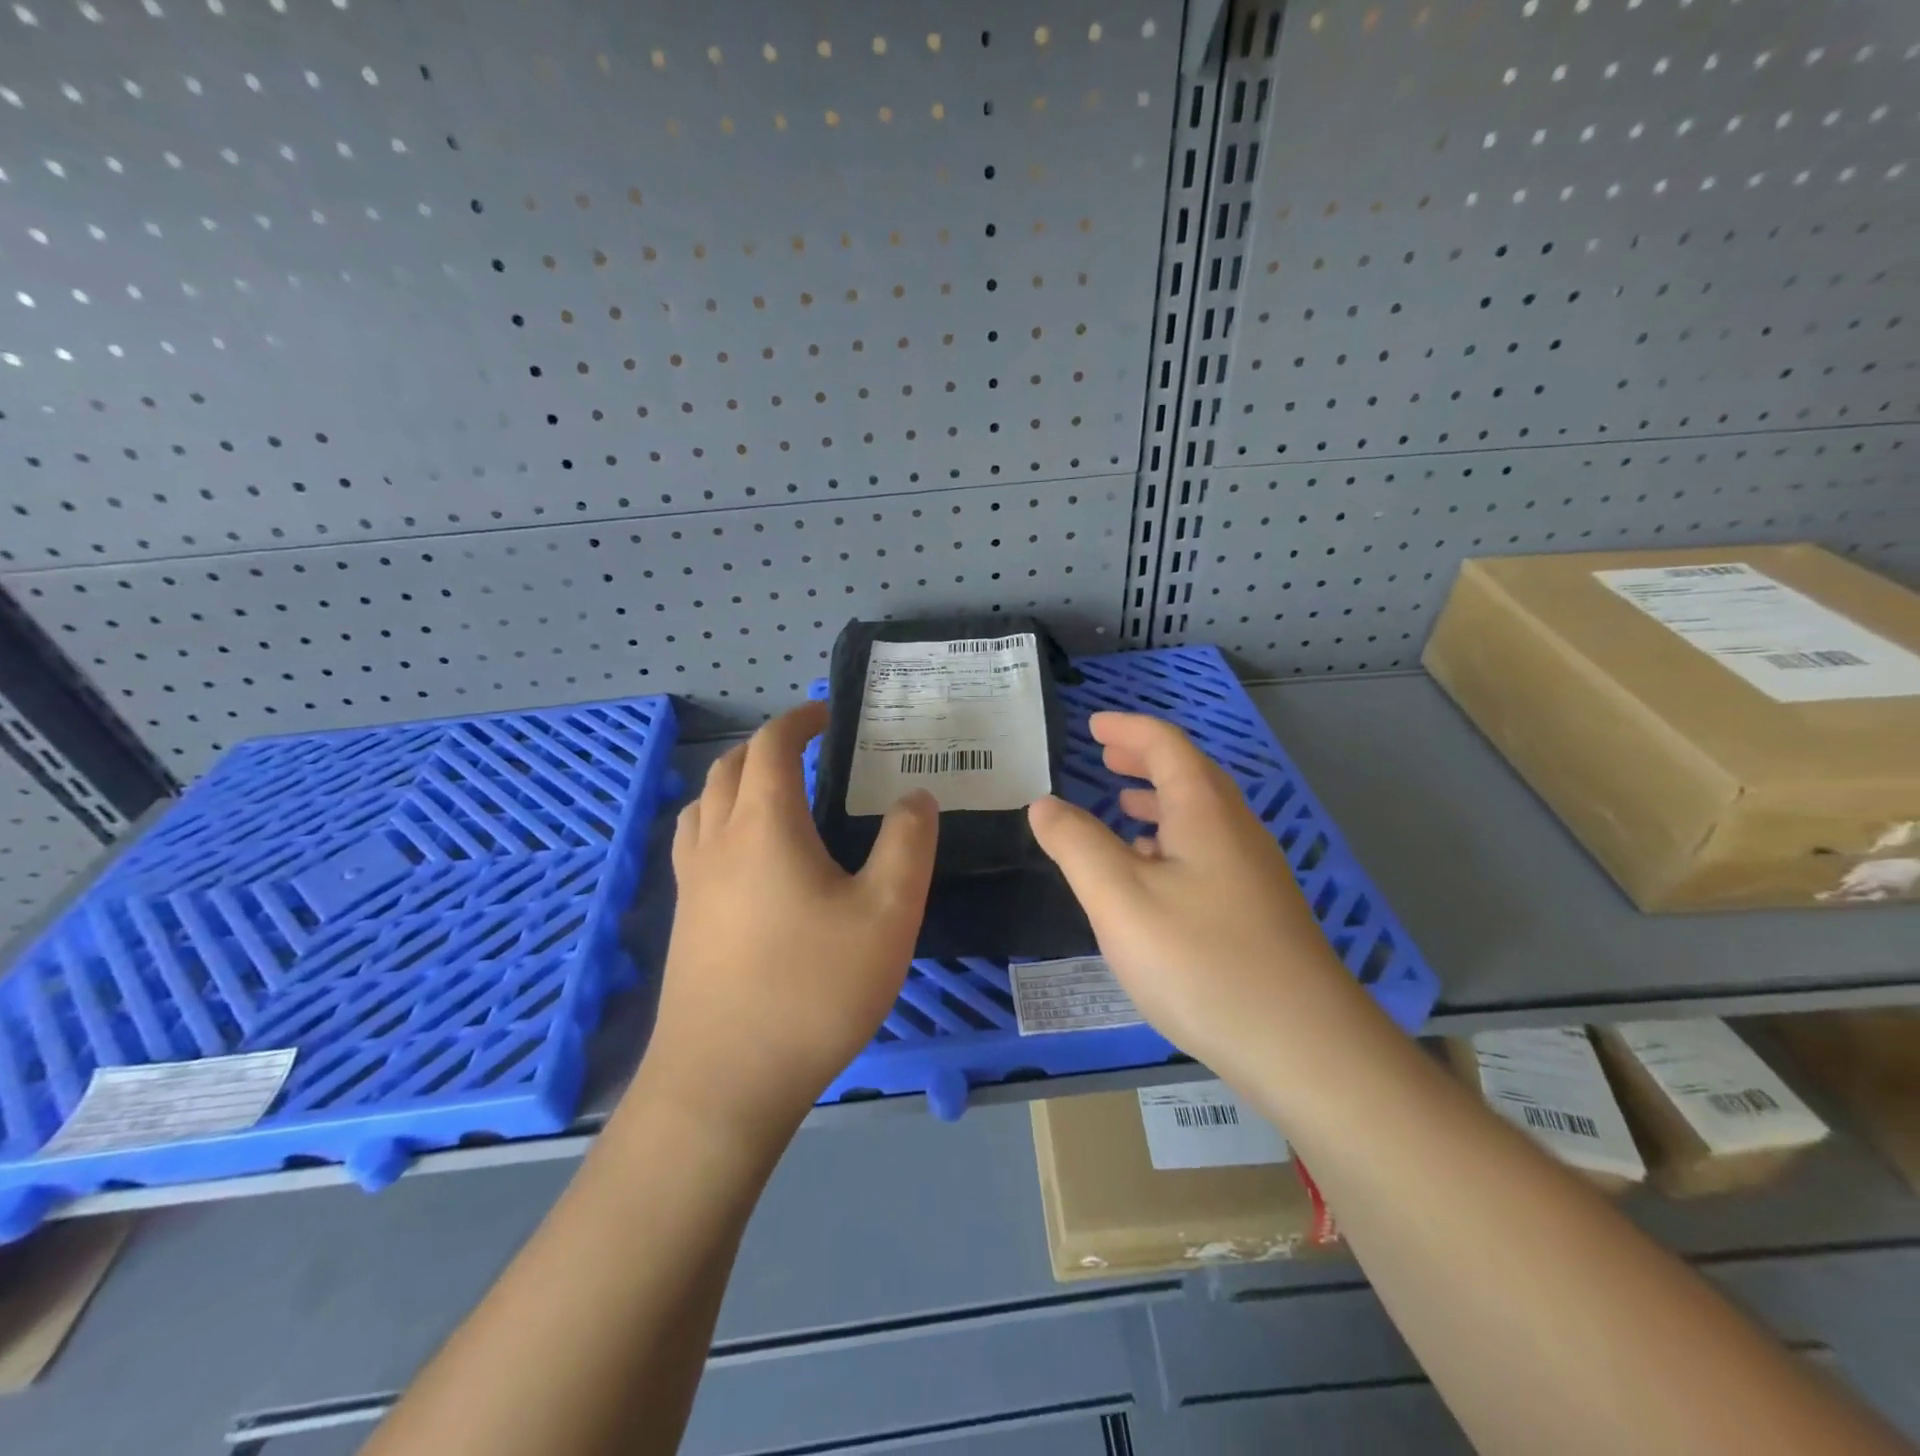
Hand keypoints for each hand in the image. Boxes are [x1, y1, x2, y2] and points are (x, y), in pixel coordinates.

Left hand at [634, 703, 938, 1143]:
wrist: (725, 1082)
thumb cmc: (813, 989)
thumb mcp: (888, 913)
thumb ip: (908, 844)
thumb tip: (916, 797)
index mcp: (764, 825)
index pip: (771, 746)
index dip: (799, 720)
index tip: (828, 715)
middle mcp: (718, 841)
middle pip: (730, 768)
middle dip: (767, 747)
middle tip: (809, 752)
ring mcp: (692, 883)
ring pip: (705, 805)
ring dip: (737, 783)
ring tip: (777, 797)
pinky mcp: (685, 922)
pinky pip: (697, 845)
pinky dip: (721, 823)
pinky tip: (750, 861)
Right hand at [1027, 712, 1354, 1076]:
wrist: (1302, 1046)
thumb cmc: (1200, 961)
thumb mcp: (1119, 898)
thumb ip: (1076, 845)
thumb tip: (1043, 804)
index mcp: (1205, 812)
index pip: (1166, 746)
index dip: (1127, 729)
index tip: (1093, 725)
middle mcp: (1236, 830)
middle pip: (1190, 775)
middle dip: (1145, 760)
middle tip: (1105, 757)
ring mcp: (1254, 872)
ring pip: (1202, 816)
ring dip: (1160, 800)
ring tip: (1122, 807)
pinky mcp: (1260, 910)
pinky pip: (1209, 851)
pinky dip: (1174, 840)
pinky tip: (1155, 874)